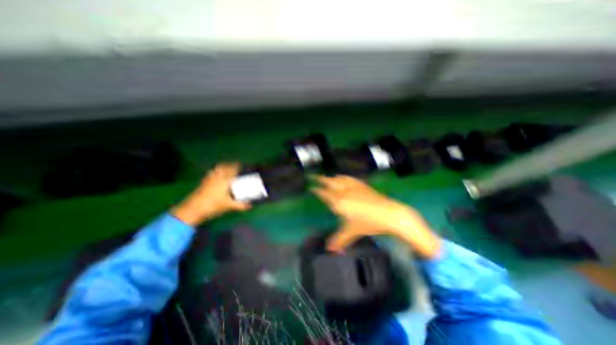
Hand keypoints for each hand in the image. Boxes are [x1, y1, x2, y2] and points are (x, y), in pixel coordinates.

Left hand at [170, 163, 249, 225]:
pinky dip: (215, 172)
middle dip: (229, 165)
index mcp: (224, 180)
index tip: (242, 165)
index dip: (237, 166)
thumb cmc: (214, 205)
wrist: (193, 209)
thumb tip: (251, 205)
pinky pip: (211, 173)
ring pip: (216, 169)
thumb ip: (241, 205)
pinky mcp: (203, 182)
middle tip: (235, 167)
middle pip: (223, 167)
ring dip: (222, 168)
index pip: (232, 169)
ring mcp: (208, 179)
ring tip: (227, 170)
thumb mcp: (229, 206)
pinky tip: (217, 177)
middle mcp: (216, 177)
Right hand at [315, 176, 439, 257]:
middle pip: (329, 182)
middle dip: (320, 179)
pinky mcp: (362, 185)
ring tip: (327, 177)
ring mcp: (353, 187)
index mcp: (339, 202)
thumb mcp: (352, 232)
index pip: (324, 194)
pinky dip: (343, 177)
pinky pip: (349, 178)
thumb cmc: (369, 223)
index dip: (316, 190)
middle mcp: (344, 192)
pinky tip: (343, 177)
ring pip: (338, 179)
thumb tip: (329, 249)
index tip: (311, 188)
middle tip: (314, 177)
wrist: (390, 214)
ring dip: (331, 178)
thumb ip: (339, 239)